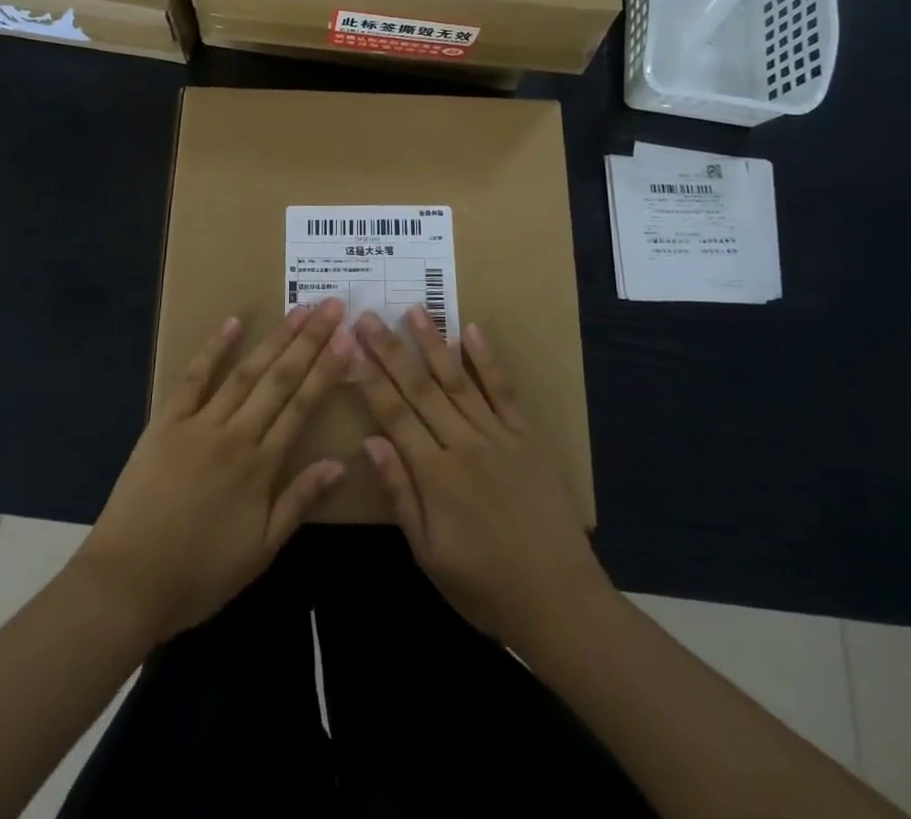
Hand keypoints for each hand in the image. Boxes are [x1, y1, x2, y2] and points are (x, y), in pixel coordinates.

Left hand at [72, 300, 353, 644]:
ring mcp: (199, 423)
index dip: (326, 369)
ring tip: (299, 310)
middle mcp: (236, 434)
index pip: (302, 406)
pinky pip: (193, 378)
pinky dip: (214, 348)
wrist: (128, 582)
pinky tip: (233, 322)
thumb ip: (299, 502)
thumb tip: (339, 463)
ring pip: (245, 372)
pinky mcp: (166, 422)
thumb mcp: (260, 551)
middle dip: (309, 340)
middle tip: (331, 305)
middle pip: (280, 379)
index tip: (347, 338)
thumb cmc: (200, 573)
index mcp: (261, 466)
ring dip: (274, 338)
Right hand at [353, 308, 611, 648]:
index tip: (351, 346)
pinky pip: (504, 390)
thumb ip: (400, 494)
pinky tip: (472, 330)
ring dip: (433, 342)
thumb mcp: (429, 555)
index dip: (370, 377)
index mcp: (435, 474)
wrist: (560, 600)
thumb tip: (370, 442)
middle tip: (368, 315)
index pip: (394, 413)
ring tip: (414, 310)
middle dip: (391, 349)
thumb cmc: (485, 586)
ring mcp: (498, 435)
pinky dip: (487, 360)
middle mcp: (464, 443)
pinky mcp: (527, 436)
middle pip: (420, 387)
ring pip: (458, 379)